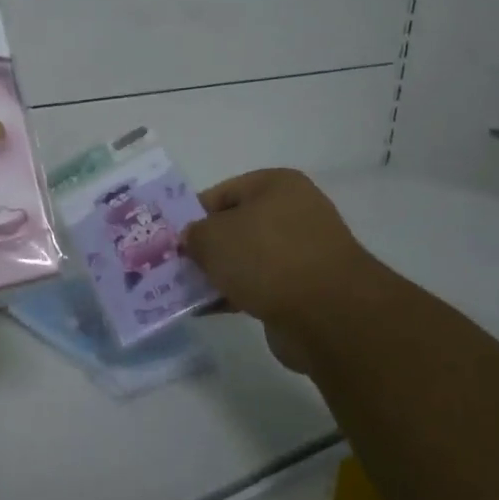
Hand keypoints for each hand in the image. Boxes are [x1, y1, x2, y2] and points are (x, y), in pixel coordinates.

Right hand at [183, 169, 374, 372]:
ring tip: (187, 290)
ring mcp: (303, 251)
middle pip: (235, 226)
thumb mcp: (212, 237)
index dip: (192, 215)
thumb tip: (192, 241)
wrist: (328, 314)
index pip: (221, 193)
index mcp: (276, 185)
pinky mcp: (306, 288)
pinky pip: (261, 285)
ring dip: (220, 273)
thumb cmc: (266, 257)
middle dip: (206, 247)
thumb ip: (193, 235)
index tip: (170, 239)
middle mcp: (294, 211)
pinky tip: (210, 309)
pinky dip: (237, 294)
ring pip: (247, 258)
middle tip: (175, 265)